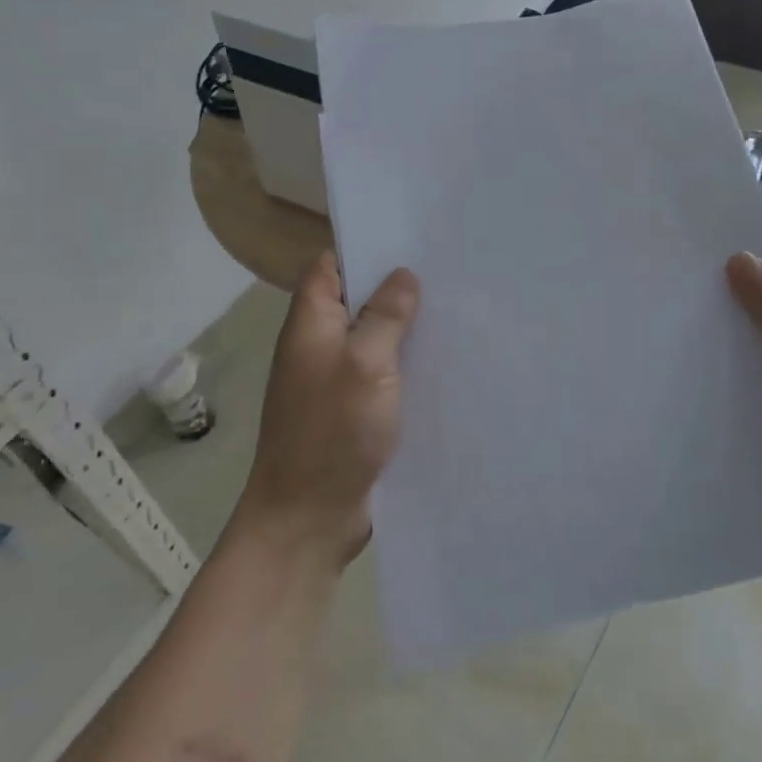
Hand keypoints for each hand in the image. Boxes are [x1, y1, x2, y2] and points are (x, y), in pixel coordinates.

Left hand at [232, 253, 419, 566]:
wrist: (307, 519)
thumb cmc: (332, 433)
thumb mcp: (365, 365)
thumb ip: (384, 316)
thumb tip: (402, 275)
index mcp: (310, 324)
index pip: (329, 267)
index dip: (362, 250)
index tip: (408, 242)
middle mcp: (318, 346)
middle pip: (355, 301)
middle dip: (394, 288)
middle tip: (445, 274)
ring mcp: (334, 381)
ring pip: (371, 339)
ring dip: (403, 329)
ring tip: (453, 311)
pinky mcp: (351, 411)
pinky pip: (380, 374)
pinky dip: (404, 365)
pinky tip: (442, 362)